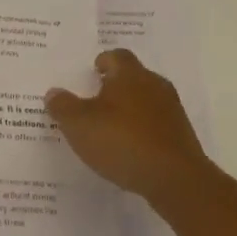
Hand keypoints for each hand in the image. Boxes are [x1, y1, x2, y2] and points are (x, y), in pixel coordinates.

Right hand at [45, 49, 208, 207]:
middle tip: (96, 100)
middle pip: (133, 77)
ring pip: (146, 101)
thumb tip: (54, 93)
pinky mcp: (182, 136)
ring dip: (131, 110)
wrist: (176, 179)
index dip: (102, 62)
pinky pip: (157, 125)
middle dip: (116, 86)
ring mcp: (172, 111)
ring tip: (112, 128)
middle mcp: (154, 84)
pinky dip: (143, 132)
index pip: (116, 56)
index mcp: (129, 74)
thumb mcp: (79, 124)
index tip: (91, 73)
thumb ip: (63, 106)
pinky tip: (131, 150)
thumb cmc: (122, 141)